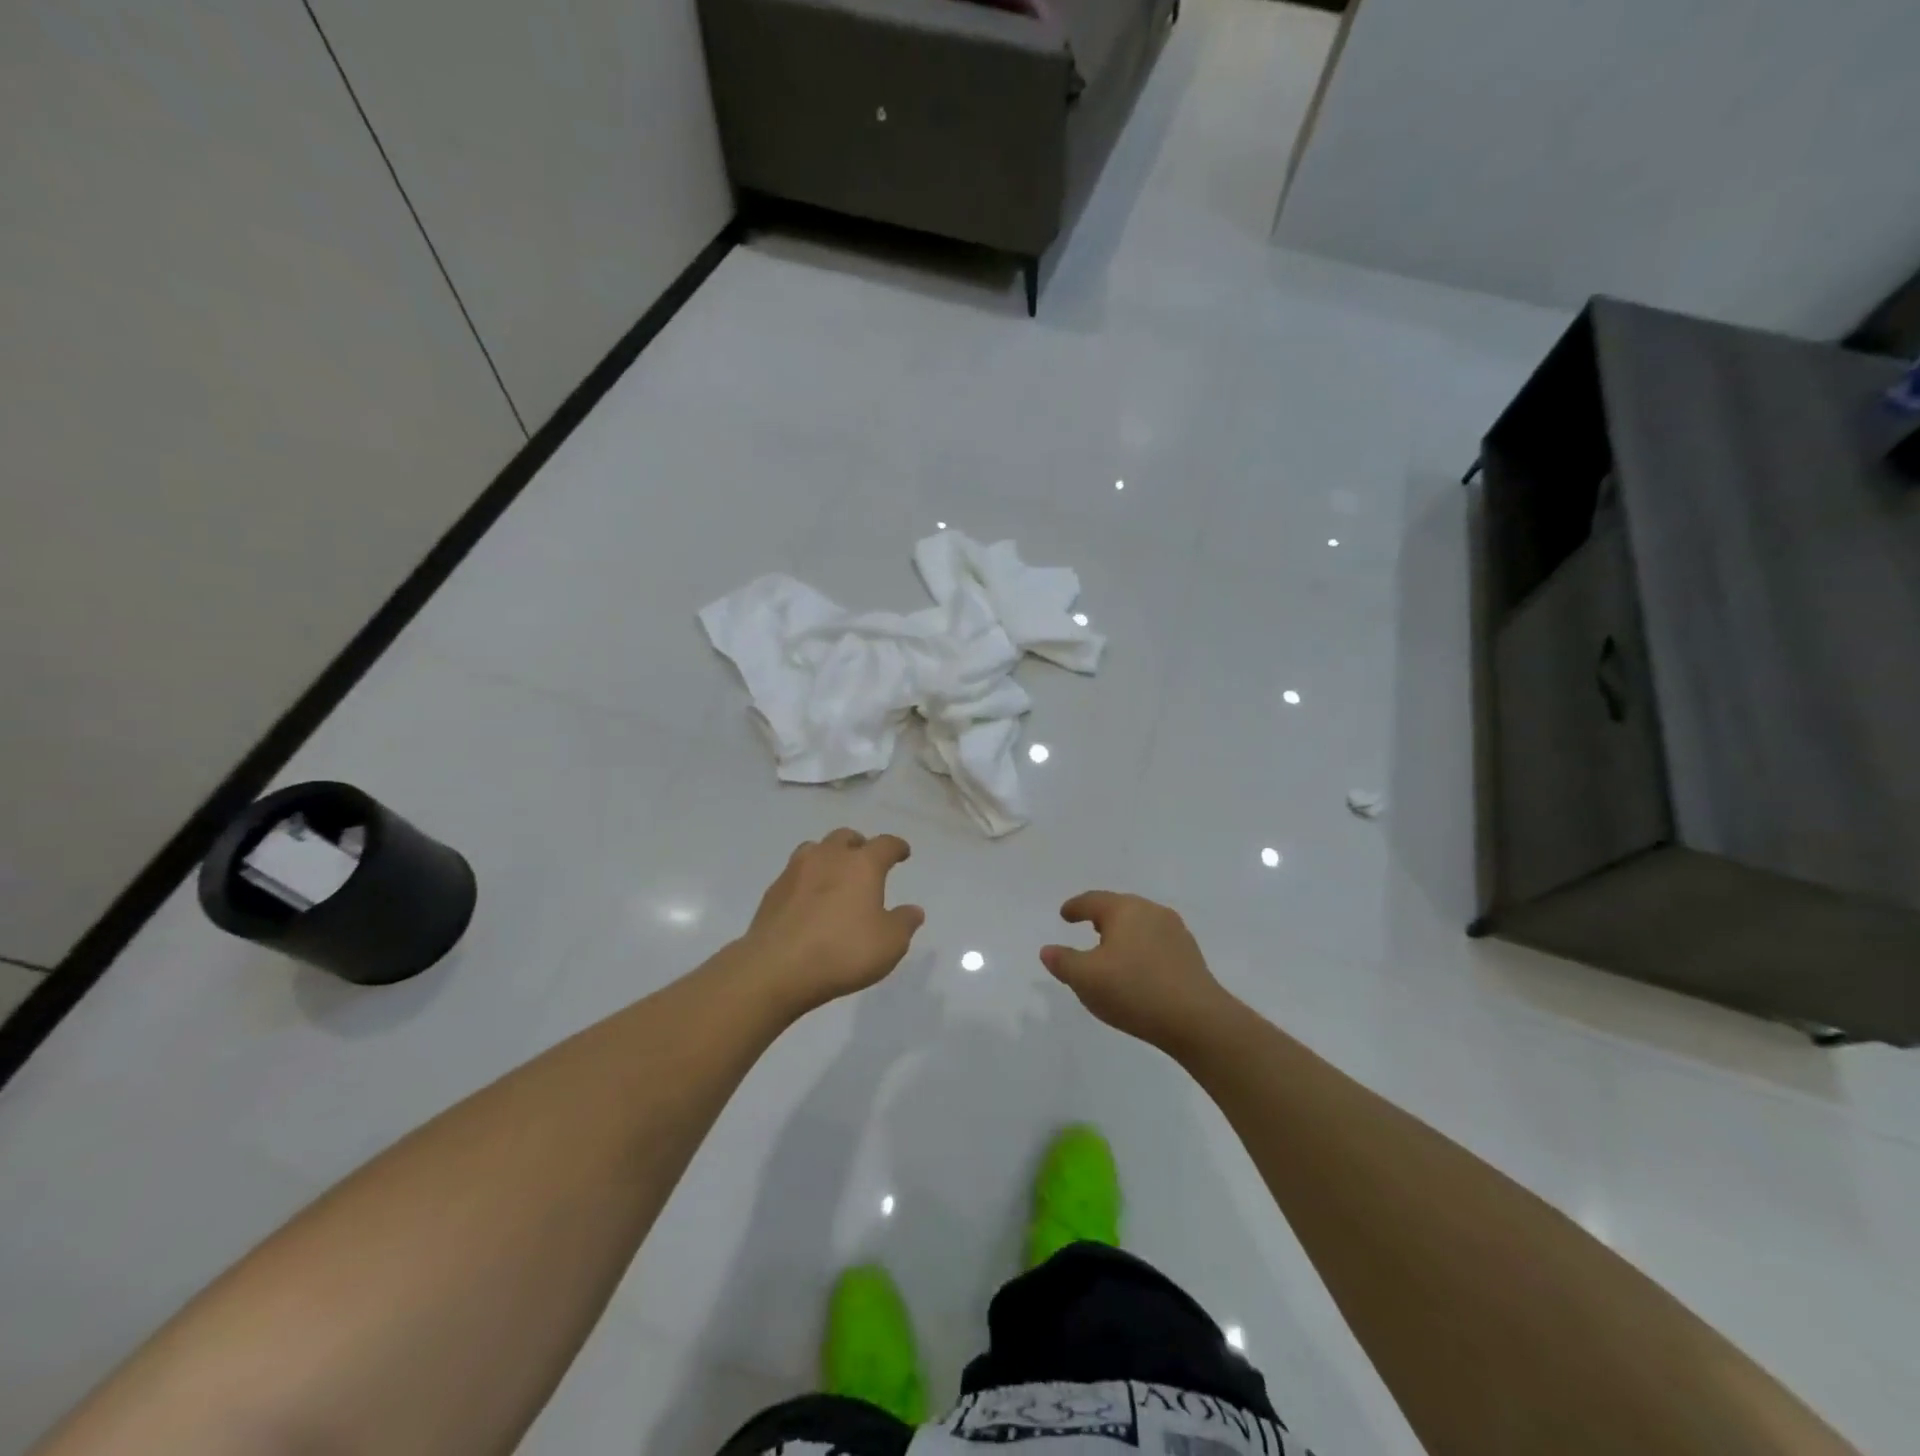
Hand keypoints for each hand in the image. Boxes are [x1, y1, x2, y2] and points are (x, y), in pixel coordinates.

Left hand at [737, 829, 924, 1013]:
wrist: (776, 968)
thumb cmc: (843, 951)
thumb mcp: (889, 944)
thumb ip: (904, 923)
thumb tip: (913, 910)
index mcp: (862, 865)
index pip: (885, 844)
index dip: (897, 847)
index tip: (902, 853)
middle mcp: (829, 857)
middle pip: (845, 837)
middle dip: (859, 845)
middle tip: (865, 861)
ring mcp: (796, 871)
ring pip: (815, 849)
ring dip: (828, 856)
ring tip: (834, 875)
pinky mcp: (773, 891)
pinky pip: (795, 874)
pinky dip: (806, 880)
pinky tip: (808, 900)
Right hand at [1040, 891, 1236, 1051]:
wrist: (1198, 1019)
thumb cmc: (1134, 990)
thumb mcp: (1085, 978)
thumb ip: (1063, 962)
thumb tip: (1048, 950)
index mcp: (1125, 909)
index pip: (1093, 901)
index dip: (1075, 907)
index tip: (1065, 914)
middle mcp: (1152, 912)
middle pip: (1120, 908)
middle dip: (1102, 918)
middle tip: (1088, 928)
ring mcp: (1176, 933)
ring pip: (1141, 925)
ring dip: (1124, 935)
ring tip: (1112, 951)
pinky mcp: (1190, 956)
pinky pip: (1156, 944)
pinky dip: (1141, 950)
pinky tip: (1138, 971)